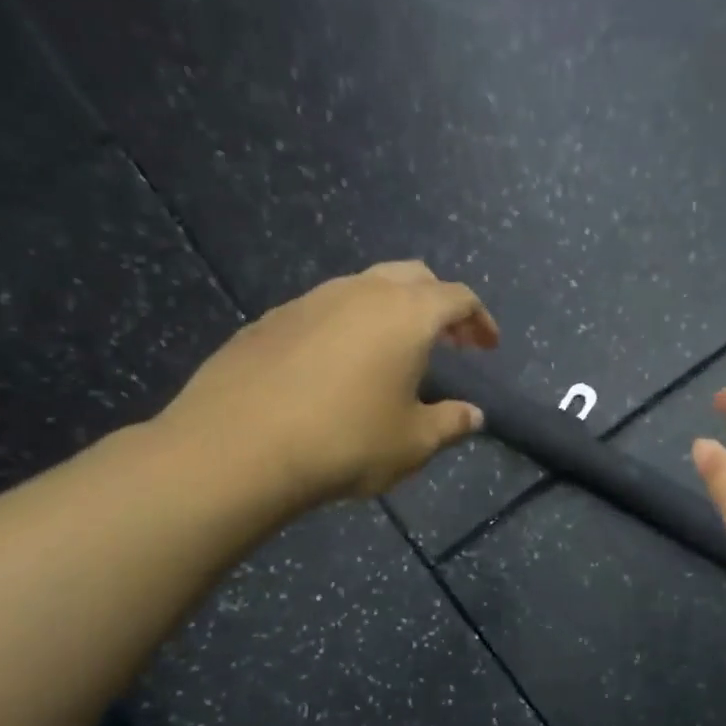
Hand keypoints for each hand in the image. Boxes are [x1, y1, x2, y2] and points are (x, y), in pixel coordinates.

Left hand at [156, 261, 497, 519]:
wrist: (237, 448)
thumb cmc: (345, 442)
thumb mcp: (413, 443)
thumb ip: (451, 423)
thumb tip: (473, 415)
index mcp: (406, 314)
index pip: (458, 297)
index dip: (479, 319)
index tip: (488, 346)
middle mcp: (360, 292)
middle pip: (413, 277)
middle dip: (438, 303)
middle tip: (449, 340)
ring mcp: (309, 300)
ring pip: (364, 287)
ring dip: (391, 311)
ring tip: (394, 352)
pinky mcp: (270, 320)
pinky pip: (324, 309)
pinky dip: (348, 326)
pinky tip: (337, 366)